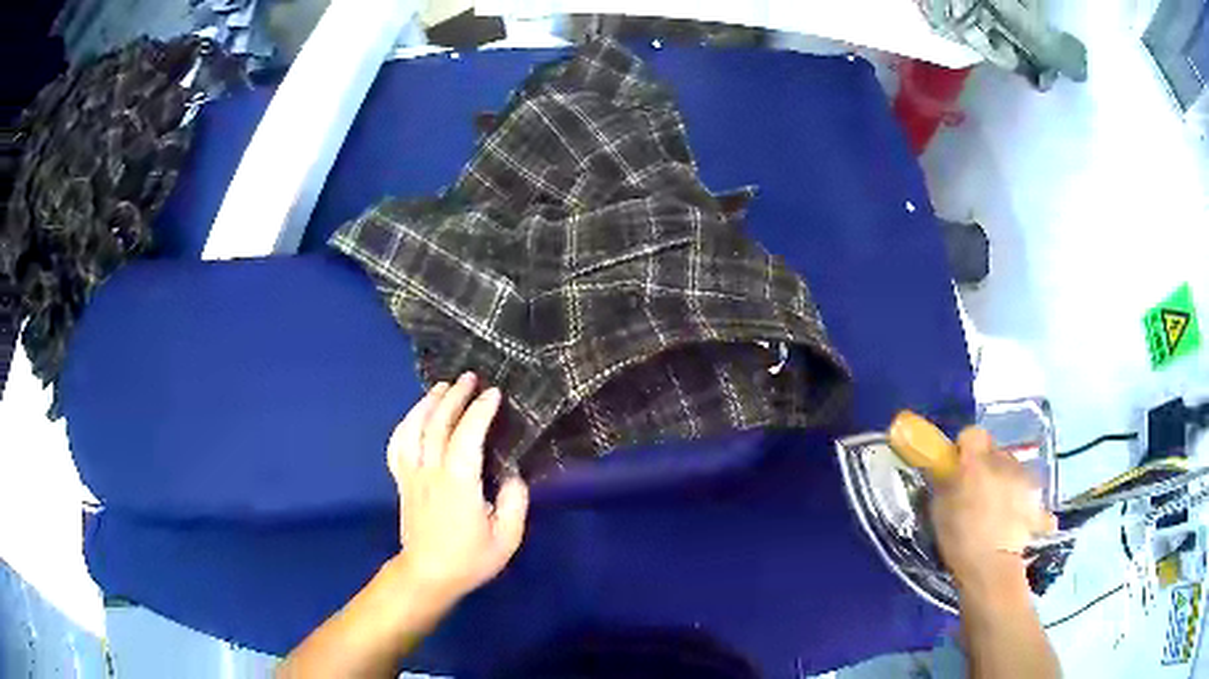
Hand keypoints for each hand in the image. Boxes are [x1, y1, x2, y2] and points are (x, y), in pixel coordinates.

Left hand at [386, 373, 528, 604]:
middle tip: (470, 378)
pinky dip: (404, 426)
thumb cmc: (470, 559)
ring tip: (442, 387)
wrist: (429, 575)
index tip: (494, 393)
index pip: (467, 436)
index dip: (480, 411)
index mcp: (459, 483)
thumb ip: (515, 503)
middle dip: (454, 396)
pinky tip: (414, 417)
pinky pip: (397, 446)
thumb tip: (514, 474)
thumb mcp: (506, 539)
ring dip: (427, 404)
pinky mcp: (402, 481)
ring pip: (413, 429)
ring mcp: (412, 475)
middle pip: (438, 424)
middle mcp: (431, 471)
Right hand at [930, 428, 1056, 592]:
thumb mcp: (939, 511)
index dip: (964, 448)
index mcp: (977, 462)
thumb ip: (944, 483)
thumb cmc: (959, 540)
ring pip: (1012, 470)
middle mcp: (1004, 462)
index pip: (972, 434)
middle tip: (974, 493)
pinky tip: (1019, 519)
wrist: (991, 568)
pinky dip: (1025, 503)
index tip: (957, 468)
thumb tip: (944, 469)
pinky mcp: (1036, 499)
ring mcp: (1024, 479)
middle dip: (985, 466)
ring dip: (1004, 481)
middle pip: (994, 452)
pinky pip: (1030, 493)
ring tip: (995, 510)